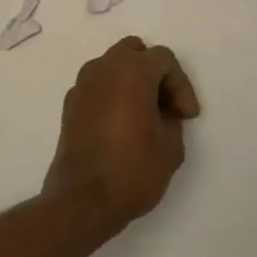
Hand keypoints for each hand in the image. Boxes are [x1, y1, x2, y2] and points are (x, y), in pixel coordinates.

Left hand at [45, 36, 200, 230]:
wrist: (80, 204)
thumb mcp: (171, 146)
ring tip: (143, 112)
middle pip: (134, 52)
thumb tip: (162, 113)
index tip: (187, 116)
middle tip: (165, 104)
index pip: (164, 60)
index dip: (181, 85)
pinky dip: (111, 95)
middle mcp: (104, 69)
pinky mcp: (69, 107)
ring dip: (130, 81)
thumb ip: (172, 118)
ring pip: (112, 66)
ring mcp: (82, 86)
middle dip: (154, 73)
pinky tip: (120, 124)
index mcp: (133, 70)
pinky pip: (97, 87)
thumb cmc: (131, 170)